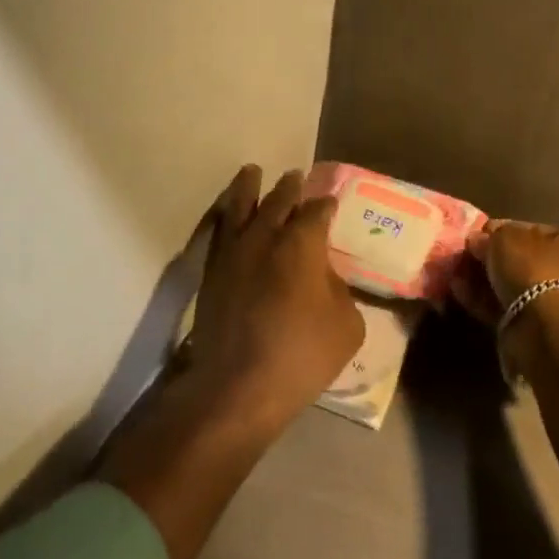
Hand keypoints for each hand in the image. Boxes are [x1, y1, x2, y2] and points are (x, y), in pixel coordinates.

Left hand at [184, 165, 364, 432]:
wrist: (237, 386)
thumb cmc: (301, 355)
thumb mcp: (346, 326)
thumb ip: (339, 291)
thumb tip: (325, 278)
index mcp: (303, 243)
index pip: (317, 212)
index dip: (326, 205)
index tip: (330, 202)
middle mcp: (266, 236)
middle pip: (279, 200)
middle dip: (290, 187)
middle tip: (295, 176)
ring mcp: (234, 251)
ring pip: (240, 206)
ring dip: (248, 186)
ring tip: (251, 171)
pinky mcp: (211, 271)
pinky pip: (218, 230)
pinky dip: (224, 214)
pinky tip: (227, 212)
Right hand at [451, 219, 558, 325]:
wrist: (543, 328)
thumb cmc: (532, 268)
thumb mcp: (505, 237)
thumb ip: (490, 235)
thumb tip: (477, 240)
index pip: (533, 230)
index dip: (503, 229)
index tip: (477, 233)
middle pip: (519, 259)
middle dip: (489, 257)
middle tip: (462, 253)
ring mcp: (547, 302)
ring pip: (508, 284)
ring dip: (480, 277)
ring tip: (453, 270)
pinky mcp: (529, 326)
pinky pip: (500, 306)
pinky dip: (479, 298)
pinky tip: (456, 289)